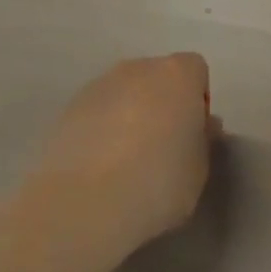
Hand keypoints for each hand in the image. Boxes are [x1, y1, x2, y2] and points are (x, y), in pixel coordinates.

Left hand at [20, 53, 217, 267]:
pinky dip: (102, 128)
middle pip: (157, 77)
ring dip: (131, 114)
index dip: (198, 100)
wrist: (85, 202)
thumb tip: (200, 126)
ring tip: (127, 159)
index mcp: (176, 75)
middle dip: (163, 102)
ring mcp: (98, 85)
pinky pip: (98, 111)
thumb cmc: (158, 182)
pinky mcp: (68, 108)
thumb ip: (202, 139)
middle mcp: (136, 69)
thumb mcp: (199, 169)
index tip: (193, 133)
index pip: (195, 70)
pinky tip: (101, 164)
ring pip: (125, 93)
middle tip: (164, 146)